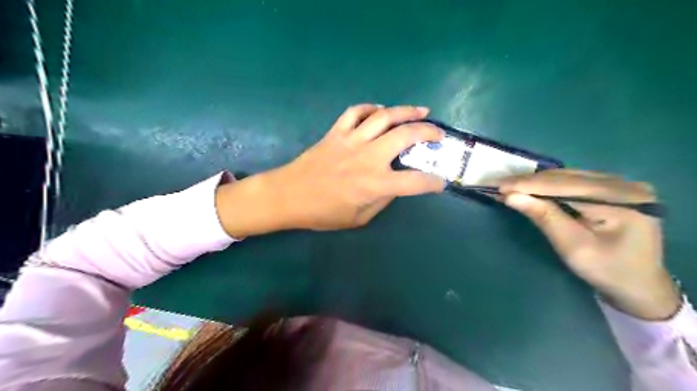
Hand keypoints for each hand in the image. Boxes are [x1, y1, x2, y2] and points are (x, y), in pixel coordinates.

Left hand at [215, 104, 442, 235]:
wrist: (288, 195)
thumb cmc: (322, 213)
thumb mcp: (358, 218)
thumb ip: (381, 201)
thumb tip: (395, 185)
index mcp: (374, 184)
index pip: (414, 182)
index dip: (433, 182)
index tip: (440, 182)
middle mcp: (368, 158)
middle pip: (405, 136)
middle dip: (428, 132)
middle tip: (438, 134)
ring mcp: (351, 140)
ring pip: (384, 117)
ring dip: (407, 111)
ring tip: (421, 111)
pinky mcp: (336, 132)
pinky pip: (356, 112)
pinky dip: (371, 108)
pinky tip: (380, 111)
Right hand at [498, 170, 684, 319]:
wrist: (639, 285)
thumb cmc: (607, 271)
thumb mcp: (573, 247)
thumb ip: (544, 217)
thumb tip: (510, 196)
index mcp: (623, 200)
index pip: (566, 185)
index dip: (529, 184)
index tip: (498, 185)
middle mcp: (624, 184)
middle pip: (567, 177)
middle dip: (529, 182)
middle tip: (499, 185)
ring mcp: (620, 185)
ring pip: (568, 177)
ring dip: (536, 182)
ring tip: (510, 186)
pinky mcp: (612, 189)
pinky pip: (573, 182)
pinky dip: (549, 186)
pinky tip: (532, 189)